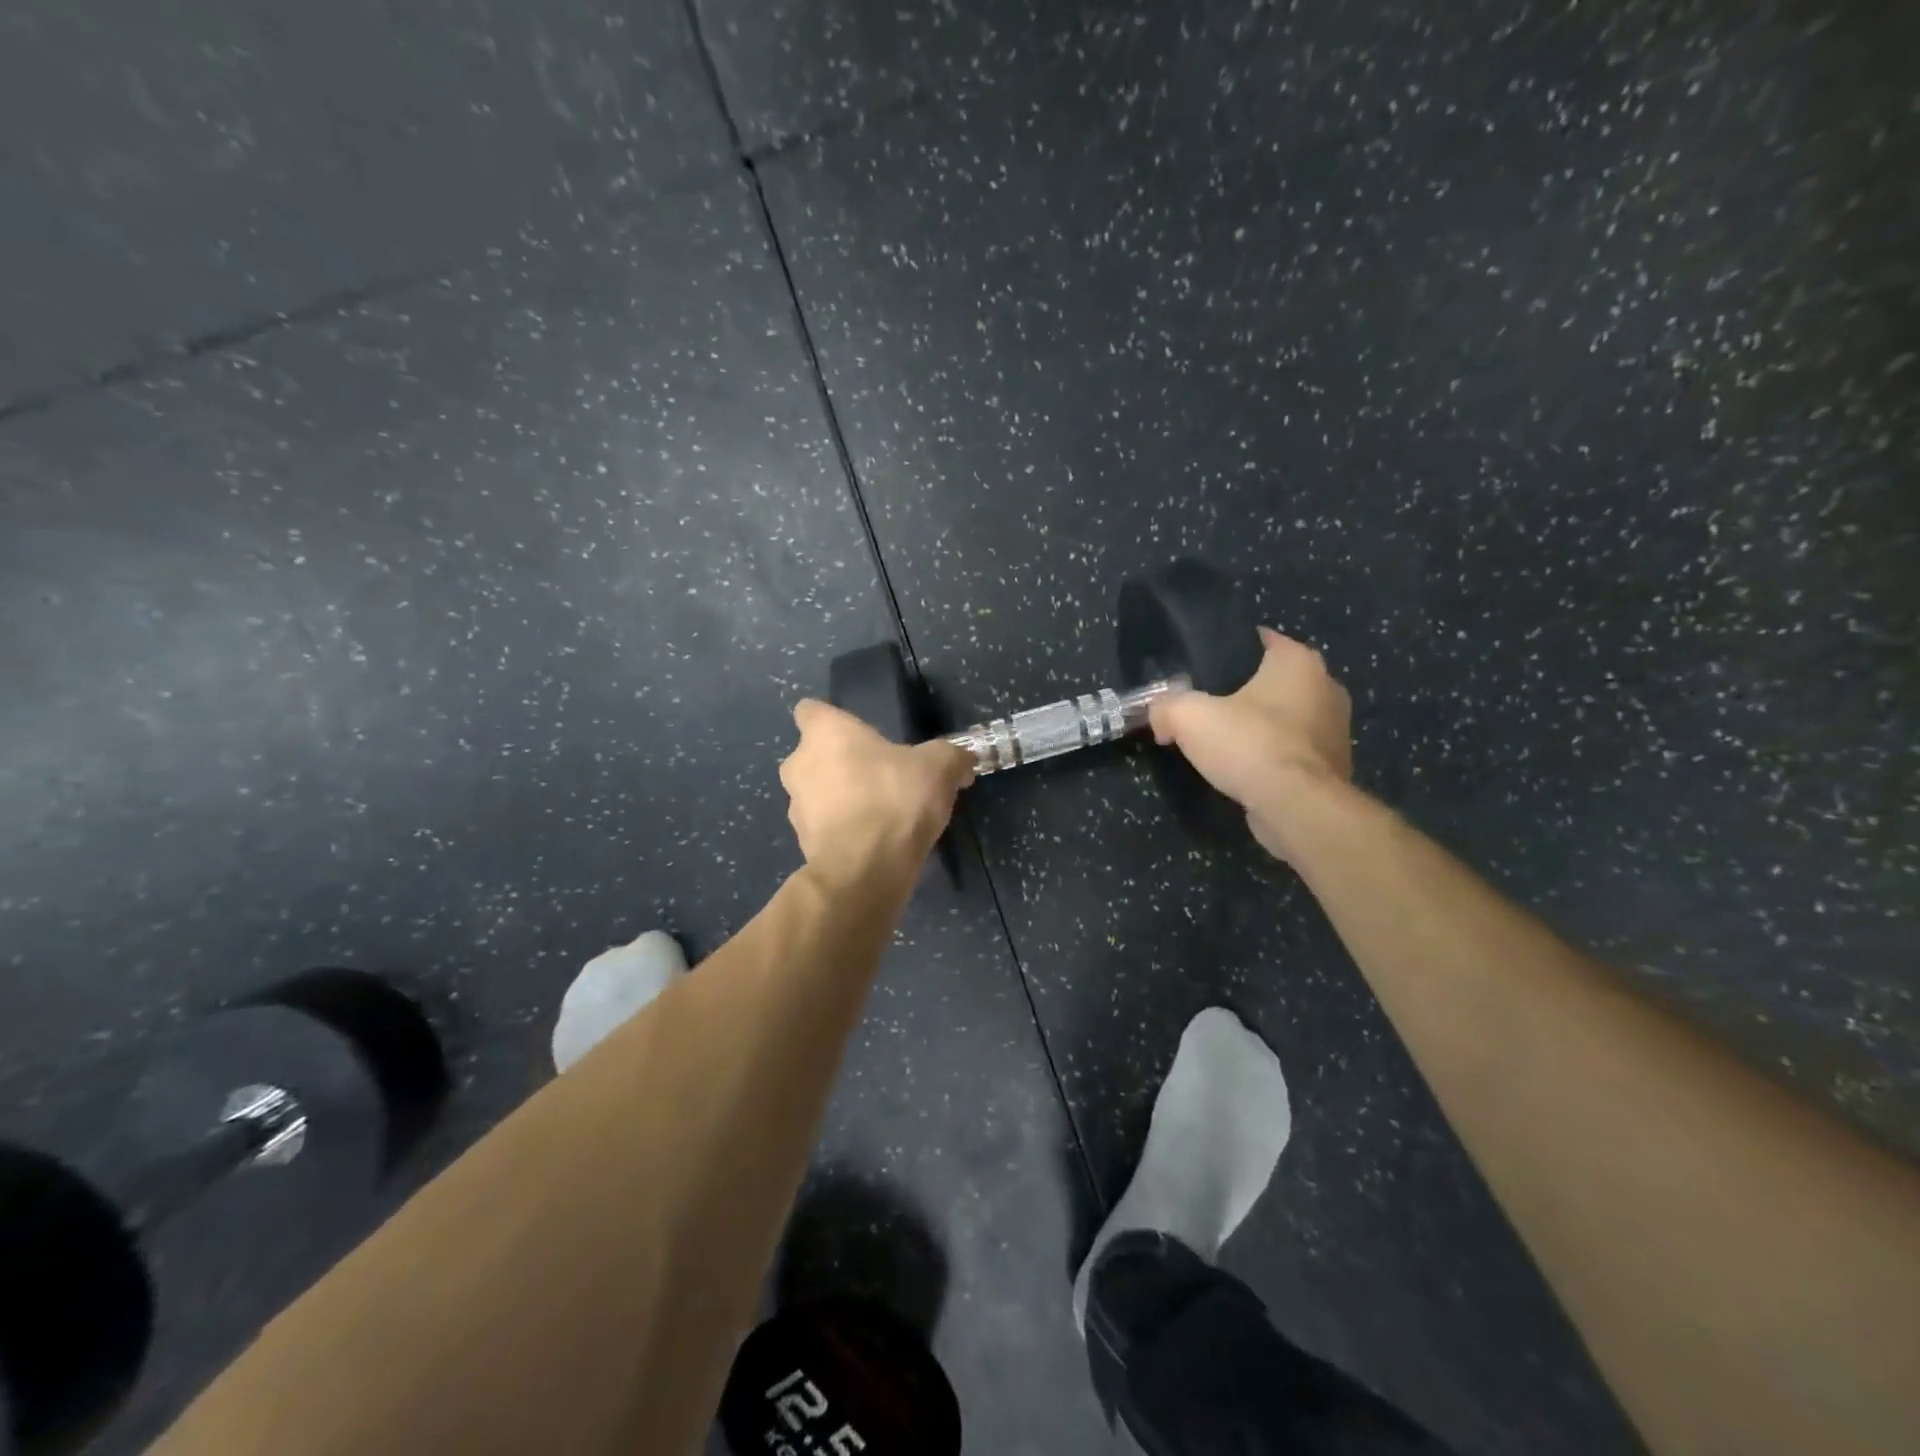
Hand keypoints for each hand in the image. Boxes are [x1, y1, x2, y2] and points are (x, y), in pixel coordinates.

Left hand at [779, 700, 974, 890]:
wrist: (866, 870)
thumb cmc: (895, 799)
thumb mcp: (939, 768)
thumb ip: (951, 757)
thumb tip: (963, 760)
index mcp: (824, 733)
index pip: (811, 710)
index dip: (834, 720)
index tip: (861, 734)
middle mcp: (798, 764)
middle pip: (815, 755)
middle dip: (841, 763)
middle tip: (880, 775)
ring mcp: (795, 806)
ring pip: (817, 792)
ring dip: (841, 798)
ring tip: (881, 812)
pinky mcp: (803, 842)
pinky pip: (824, 826)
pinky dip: (843, 829)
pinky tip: (875, 840)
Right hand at [1148, 627, 1352, 861]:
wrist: (1297, 808)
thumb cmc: (1250, 744)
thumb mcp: (1188, 717)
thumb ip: (1166, 706)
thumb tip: (1159, 716)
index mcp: (1299, 661)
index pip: (1261, 639)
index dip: (1227, 650)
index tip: (1200, 668)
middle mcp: (1327, 686)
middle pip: (1274, 680)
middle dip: (1244, 691)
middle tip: (1206, 705)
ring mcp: (1335, 728)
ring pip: (1287, 717)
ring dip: (1261, 726)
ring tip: (1223, 740)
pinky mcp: (1333, 766)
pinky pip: (1294, 750)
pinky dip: (1273, 756)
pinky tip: (1246, 769)